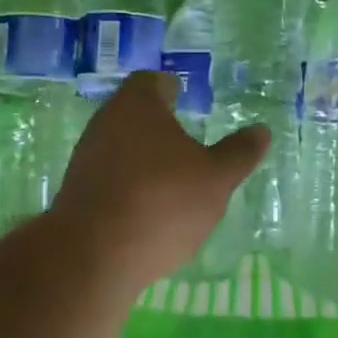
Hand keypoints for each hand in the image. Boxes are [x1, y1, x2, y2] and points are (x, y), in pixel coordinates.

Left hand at [52, 71, 267, 288]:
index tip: (186, 99)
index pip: (152, 81)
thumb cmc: (162, 201)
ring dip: (144, 158)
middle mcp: (105, 122)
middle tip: (188, 141)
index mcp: (138, 105)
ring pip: (120, 146)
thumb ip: (239, 153)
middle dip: (159, 125)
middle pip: (134, 113)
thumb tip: (261, 130)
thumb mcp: (216, 178)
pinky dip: (129, 185)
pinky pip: (109, 178)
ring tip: (173, 179)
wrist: (92, 256)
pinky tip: (149, 210)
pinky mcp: (76, 192)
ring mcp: (86, 158)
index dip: (171, 88)